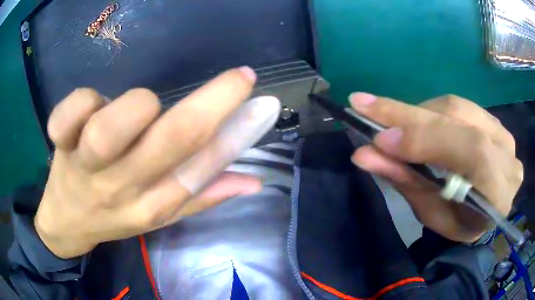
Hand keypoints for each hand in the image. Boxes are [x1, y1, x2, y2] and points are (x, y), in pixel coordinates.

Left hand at [35, 67, 278, 258]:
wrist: (66, 221)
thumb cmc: (112, 216)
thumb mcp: (159, 214)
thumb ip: (203, 195)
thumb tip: (255, 181)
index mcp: (152, 206)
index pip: (201, 168)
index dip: (237, 133)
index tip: (262, 101)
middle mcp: (121, 188)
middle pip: (169, 140)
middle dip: (214, 101)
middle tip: (239, 78)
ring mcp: (85, 165)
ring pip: (111, 128)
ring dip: (138, 107)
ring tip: (140, 107)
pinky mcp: (60, 143)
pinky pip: (68, 114)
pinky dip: (83, 100)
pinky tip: (89, 104)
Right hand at [349, 94, 522, 242]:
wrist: (481, 211)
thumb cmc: (457, 222)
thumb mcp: (431, 214)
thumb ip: (406, 181)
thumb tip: (364, 155)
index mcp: (499, 194)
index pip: (473, 153)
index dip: (428, 139)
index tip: (380, 138)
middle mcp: (507, 157)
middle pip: (461, 121)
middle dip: (411, 116)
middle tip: (366, 107)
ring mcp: (504, 134)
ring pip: (457, 107)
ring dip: (419, 112)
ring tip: (390, 121)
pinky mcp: (495, 122)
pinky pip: (460, 106)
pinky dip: (432, 111)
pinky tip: (417, 122)